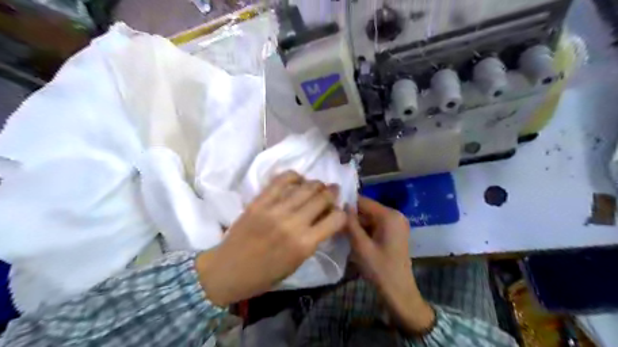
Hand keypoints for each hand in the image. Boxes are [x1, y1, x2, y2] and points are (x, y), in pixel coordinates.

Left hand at [195, 171, 345, 306]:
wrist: (227, 270)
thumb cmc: (264, 275)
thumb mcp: (296, 264)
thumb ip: (313, 241)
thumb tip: (324, 220)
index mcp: (305, 244)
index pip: (336, 219)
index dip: (342, 214)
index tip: (338, 213)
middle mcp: (293, 223)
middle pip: (323, 197)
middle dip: (333, 193)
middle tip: (333, 192)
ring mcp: (275, 209)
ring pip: (306, 186)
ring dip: (317, 184)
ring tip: (317, 186)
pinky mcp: (260, 201)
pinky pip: (281, 180)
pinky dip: (294, 176)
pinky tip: (298, 180)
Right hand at [347, 198, 433, 335]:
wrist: (399, 292)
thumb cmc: (379, 269)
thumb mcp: (360, 245)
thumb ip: (350, 223)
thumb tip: (342, 205)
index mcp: (389, 216)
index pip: (364, 201)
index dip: (347, 204)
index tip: (331, 209)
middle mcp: (396, 215)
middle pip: (368, 209)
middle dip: (352, 216)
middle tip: (335, 223)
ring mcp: (397, 223)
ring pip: (371, 217)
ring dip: (358, 224)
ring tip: (342, 231)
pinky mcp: (395, 232)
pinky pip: (377, 225)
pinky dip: (366, 229)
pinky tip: (354, 237)